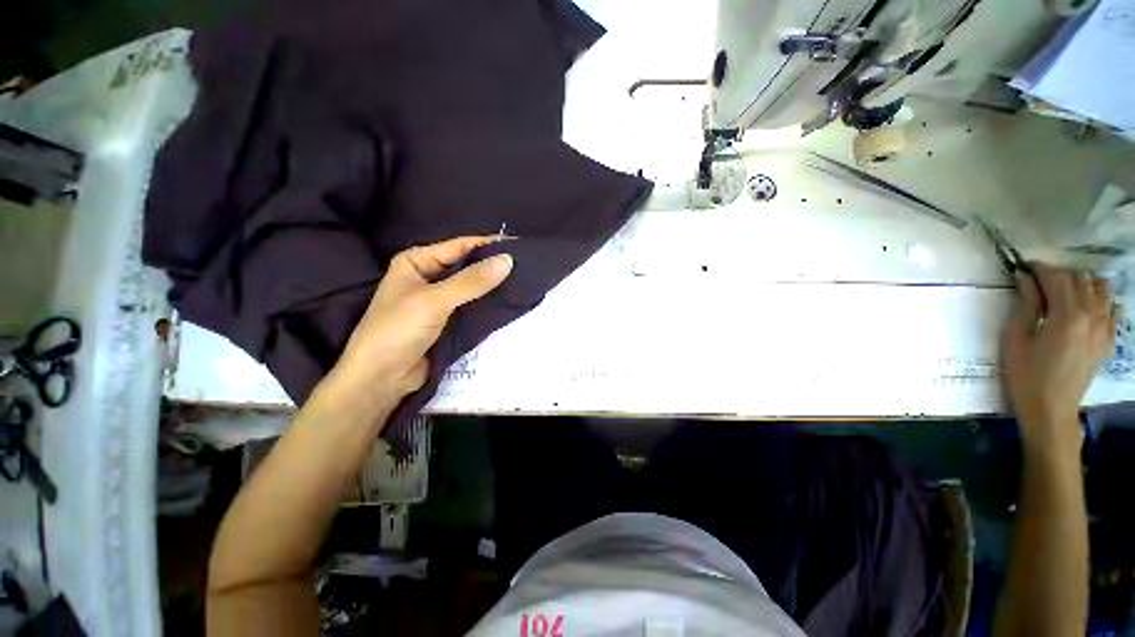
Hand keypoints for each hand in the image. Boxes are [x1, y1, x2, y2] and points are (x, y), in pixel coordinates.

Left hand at [319, 236, 511, 417]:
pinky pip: (472, 307)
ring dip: (493, 287)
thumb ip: (471, 281)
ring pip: (472, 288)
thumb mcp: (434, 301)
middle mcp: (429, 277)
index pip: (459, 246)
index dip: (488, 245)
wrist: (381, 379)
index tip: (519, 247)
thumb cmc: (398, 330)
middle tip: (527, 267)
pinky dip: (488, 305)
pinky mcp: (448, 321)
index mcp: (417, 261)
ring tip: (524, 283)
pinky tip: (509, 303)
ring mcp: (439, 301)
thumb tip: (507, 260)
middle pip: (467, 266)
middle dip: (493, 267)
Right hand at [1001, 263, 1115, 454]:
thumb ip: (1024, 306)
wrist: (1050, 409)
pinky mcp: (1106, 340)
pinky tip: (1091, 304)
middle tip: (1038, 282)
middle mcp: (1091, 316)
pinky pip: (1112, 311)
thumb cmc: (1025, 374)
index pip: (1057, 278)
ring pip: (1100, 291)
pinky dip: (1102, 301)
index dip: (1040, 269)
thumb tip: (1025, 280)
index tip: (1024, 267)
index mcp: (1066, 316)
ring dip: (1082, 285)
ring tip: (1064, 291)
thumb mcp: (1015, 339)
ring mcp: (1103, 329)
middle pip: (1080, 281)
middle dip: (1059, 275)